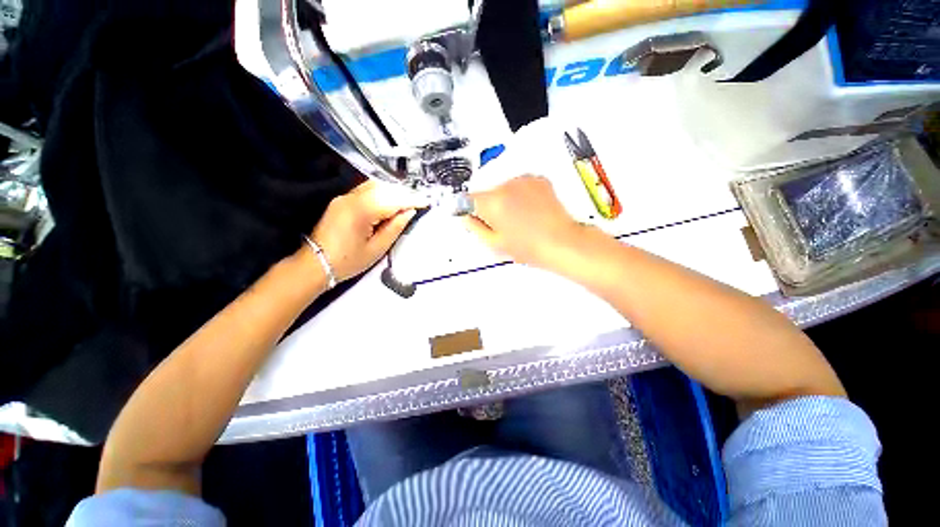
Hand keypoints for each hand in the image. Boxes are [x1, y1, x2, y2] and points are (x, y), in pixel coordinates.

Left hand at [309, 181, 419, 281]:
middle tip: (419, 201)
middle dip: (404, 193)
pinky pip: (366, 190)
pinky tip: (390, 201)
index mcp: (361, 211)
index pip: (393, 199)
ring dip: (393, 191)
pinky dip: (382, 193)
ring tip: (407, 201)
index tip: (426, 201)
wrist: (315, 264)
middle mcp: (352, 198)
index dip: (411, 200)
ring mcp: (345, 197)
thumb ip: (395, 227)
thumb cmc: (349, 261)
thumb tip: (409, 211)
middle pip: (384, 187)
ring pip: (375, 186)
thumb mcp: (377, 248)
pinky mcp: (342, 200)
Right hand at [464, 175, 585, 268]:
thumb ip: (474, 227)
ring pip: (503, 189)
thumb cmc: (532, 246)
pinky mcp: (537, 180)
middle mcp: (507, 186)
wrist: (560, 242)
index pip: (467, 199)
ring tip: (519, 219)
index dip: (469, 210)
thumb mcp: (494, 243)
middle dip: (490, 207)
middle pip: (487, 194)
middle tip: (502, 225)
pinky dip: (521, 196)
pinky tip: (529, 211)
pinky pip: (520, 186)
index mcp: (493, 202)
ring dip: (506, 200)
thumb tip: (467, 218)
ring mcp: (524, 181)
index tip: (472, 215)